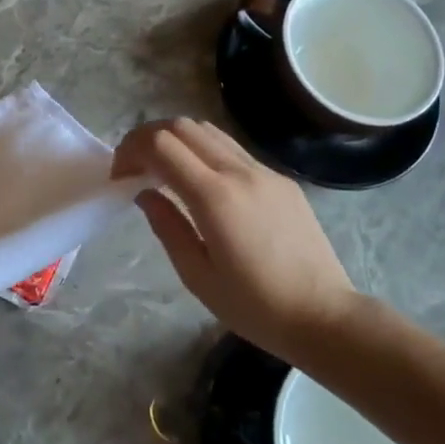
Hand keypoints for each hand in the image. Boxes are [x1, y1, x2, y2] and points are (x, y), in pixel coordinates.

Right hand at [113, 118, 358, 360]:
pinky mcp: (280, 179)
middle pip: (182, 126)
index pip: (161, 145)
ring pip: (209, 131)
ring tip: (164, 171)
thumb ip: (166, 226)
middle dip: (149, 137)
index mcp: (214, 197)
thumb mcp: (197, 276)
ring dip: (178, 140)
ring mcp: (264, 171)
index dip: (131, 150)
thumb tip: (144, 192)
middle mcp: (239, 172)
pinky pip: (233, 150)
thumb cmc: (255, 307)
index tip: (120, 175)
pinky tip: (202, 184)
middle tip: (135, 167)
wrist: (325, 316)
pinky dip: (205, 152)